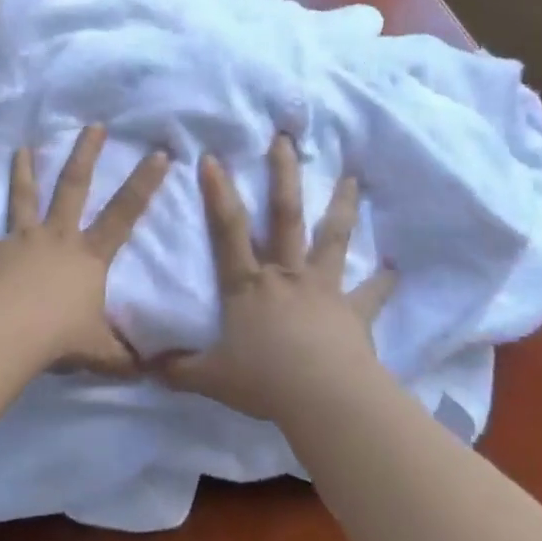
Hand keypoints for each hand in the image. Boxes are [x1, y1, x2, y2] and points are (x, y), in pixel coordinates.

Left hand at [0, 124, 169, 373]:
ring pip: (23, 198)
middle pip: (73, 186)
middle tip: (92, 126)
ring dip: (23, 172)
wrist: (8, 333)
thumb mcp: (102, 352)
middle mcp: (56, 237)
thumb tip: (152, 371)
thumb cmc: (60, 337)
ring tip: (21, 149)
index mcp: (88, 255)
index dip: (144, 184)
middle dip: (85, 154)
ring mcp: (20, 240)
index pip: (124, 213)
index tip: (158, 154)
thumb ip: (124, 357)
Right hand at [159, 134, 394, 421]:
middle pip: (284, 216)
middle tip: (286, 140)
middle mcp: (286, 275)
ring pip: (331, 239)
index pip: (228, 230)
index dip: (218, 193)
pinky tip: (395, 269)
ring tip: (351, 179)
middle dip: (283, 175)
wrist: (325, 400)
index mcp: (248, 285)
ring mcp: (323, 289)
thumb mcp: (210, 378)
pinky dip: (383, 282)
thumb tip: (146, 366)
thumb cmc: (264, 382)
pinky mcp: (354, 312)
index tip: (213, 157)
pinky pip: (371, 294)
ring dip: (342, 207)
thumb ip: (178, 369)